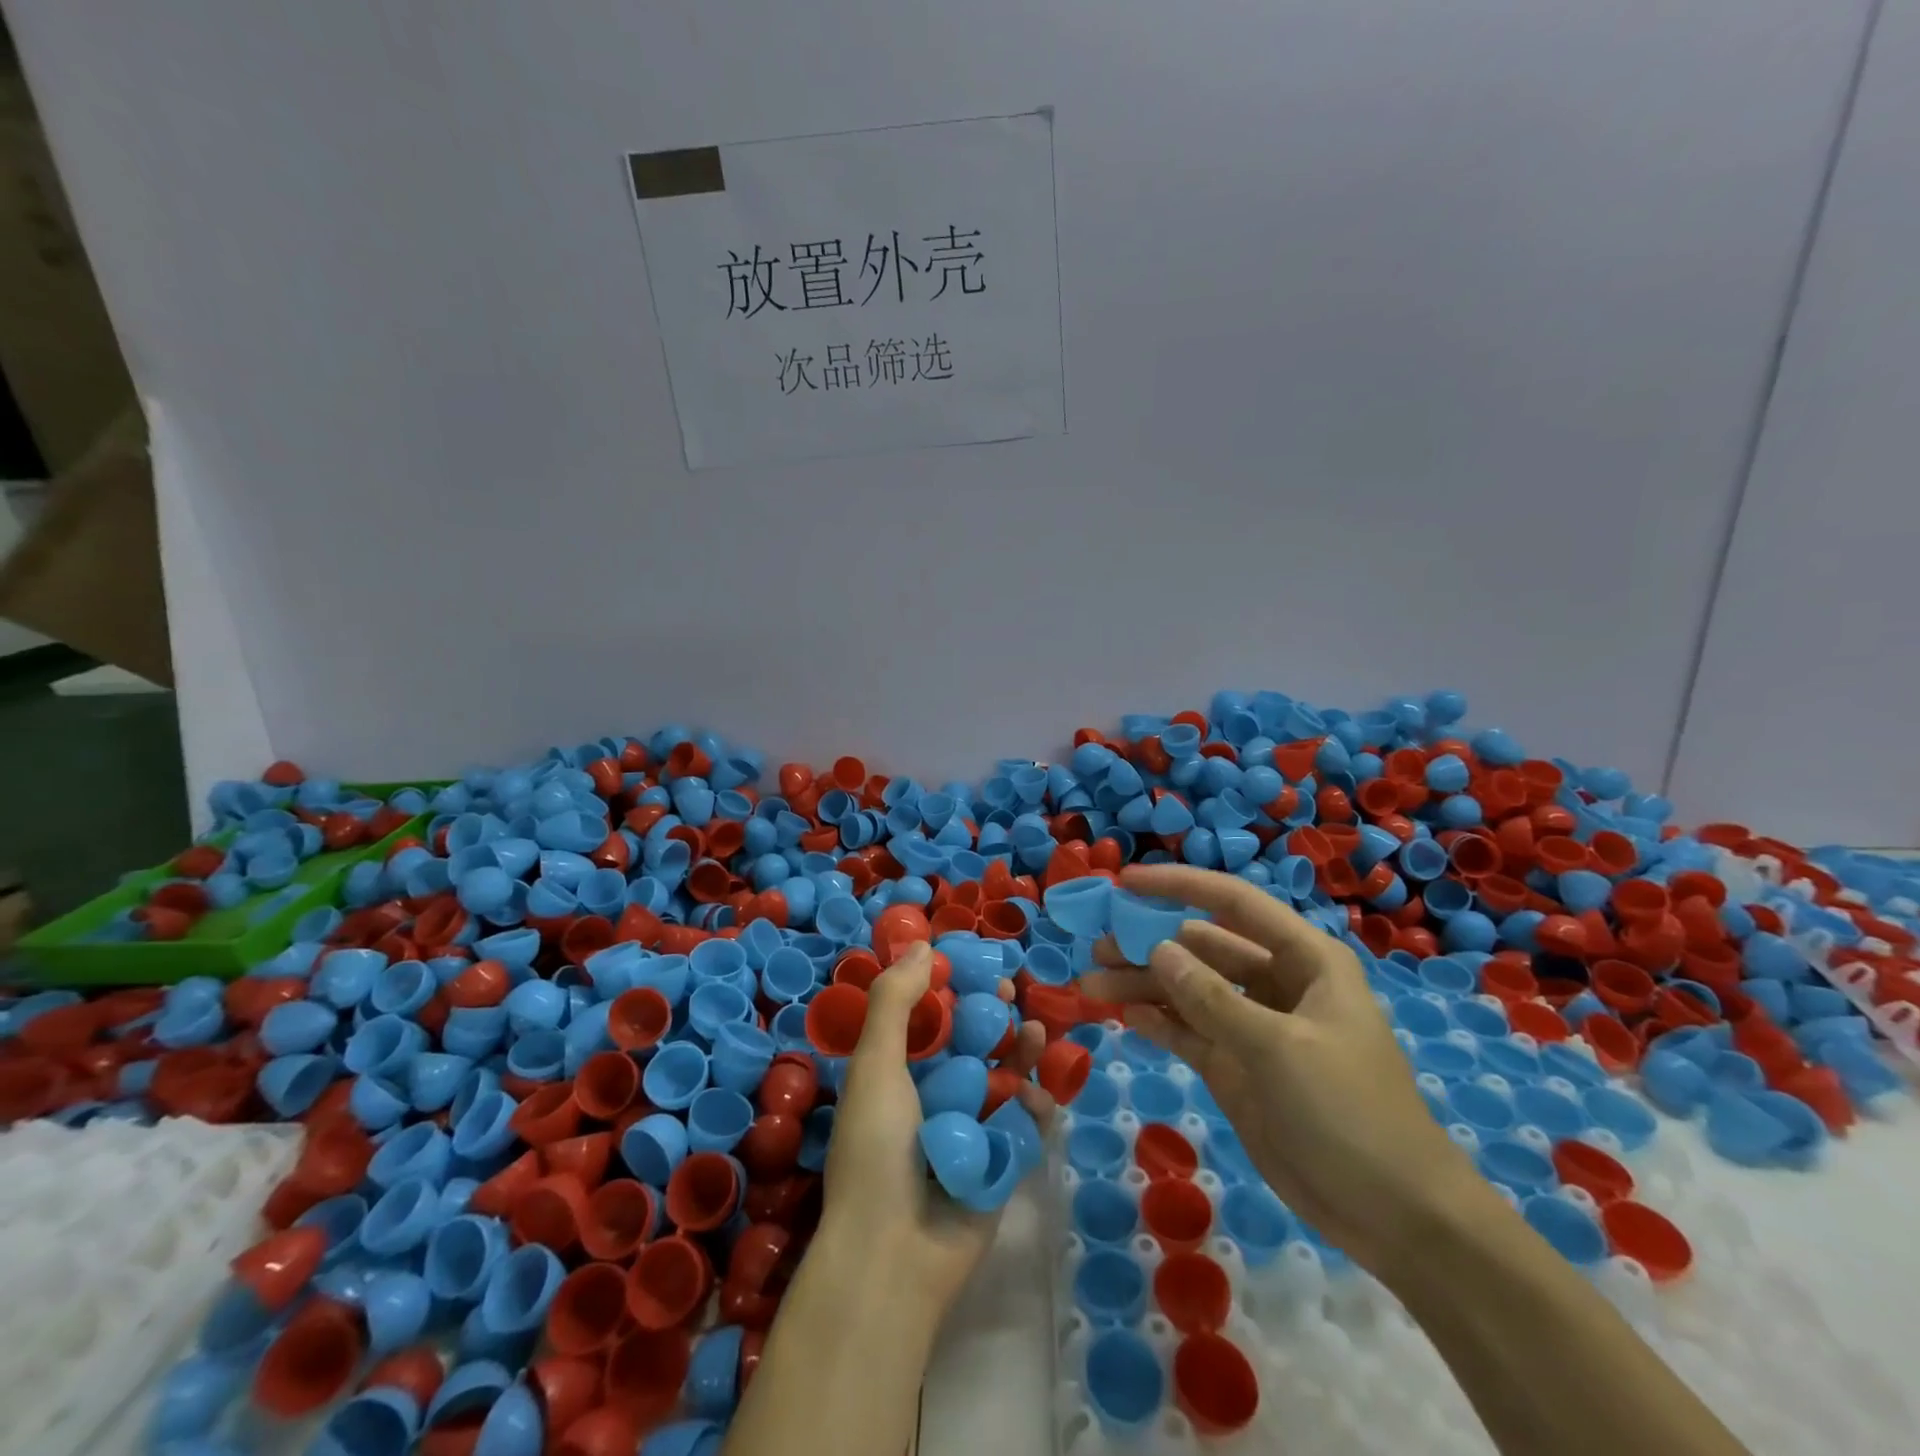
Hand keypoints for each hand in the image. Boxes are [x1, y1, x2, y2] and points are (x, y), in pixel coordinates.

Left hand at [817, 942, 1055, 1316]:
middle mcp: (933, 1095)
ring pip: (1002, 1077)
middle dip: (993, 1014)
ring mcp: (969, 1130)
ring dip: (1020, 1052)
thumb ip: (896, 1002)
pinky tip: (1038, 1095)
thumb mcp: (875, 1065)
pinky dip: (1034, 1107)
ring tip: (1036, 1030)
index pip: (930, 1016)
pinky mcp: (999, 1163)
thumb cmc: (877, 1149)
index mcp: (898, 1072)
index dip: (953, 987)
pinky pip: (1022, 1126)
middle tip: (1012, 992)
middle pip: (971, 1042)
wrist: (893, 1256)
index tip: (975, 964)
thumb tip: (924, 946)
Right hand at [1081, 864, 1479, 1277]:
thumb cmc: (1349, 1112)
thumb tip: (1157, 948)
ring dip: (1144, 985)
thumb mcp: (1279, 1048)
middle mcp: (1276, 984)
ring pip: (1188, 990)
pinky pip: (1189, 1032)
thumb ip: (1212, 998)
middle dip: (1150, 944)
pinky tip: (1125, 1016)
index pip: (1234, 904)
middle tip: (1097, 948)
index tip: (1125, 883)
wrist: (1395, 1217)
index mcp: (1304, 960)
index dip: (1179, 887)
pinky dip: (1158, 1021)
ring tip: (1092, 984)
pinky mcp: (1237, 1067)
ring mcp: (1253, 1027)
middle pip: (1201, 948)